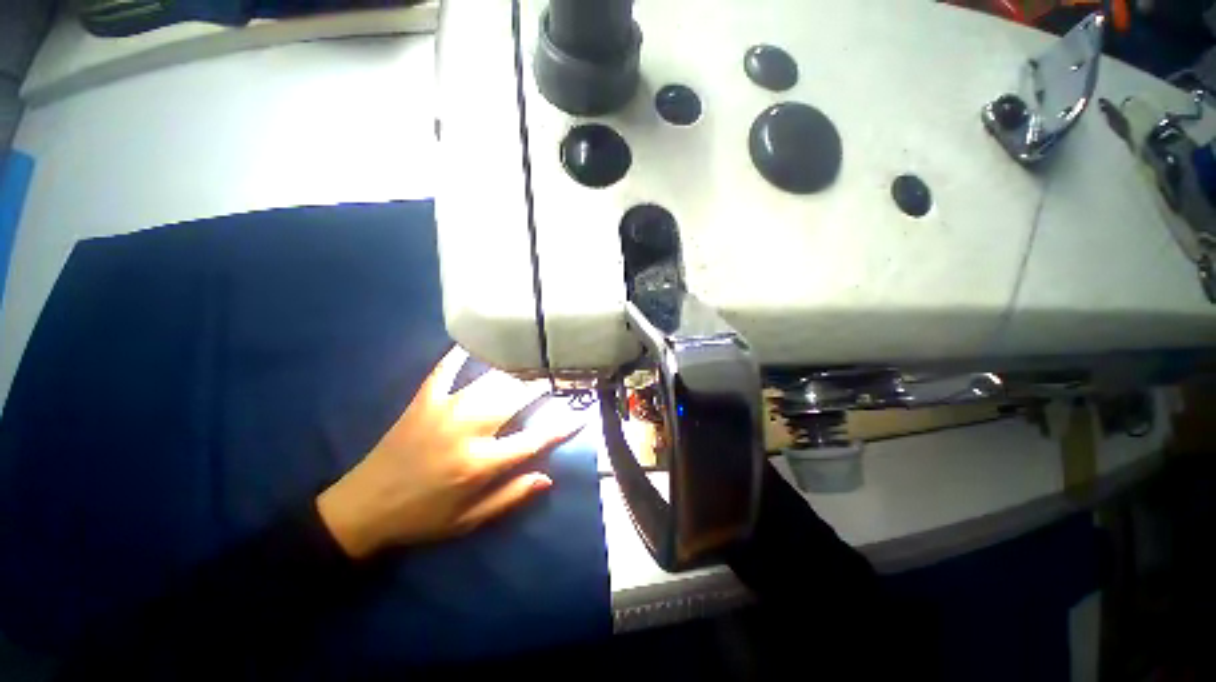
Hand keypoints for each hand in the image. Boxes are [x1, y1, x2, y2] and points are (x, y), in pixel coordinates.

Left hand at [316, 347, 581, 558]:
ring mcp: (442, 411)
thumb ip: (511, 497)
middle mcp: (466, 431)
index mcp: (479, 464)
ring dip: (515, 369)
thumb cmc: (422, 519)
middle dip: (541, 384)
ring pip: (488, 381)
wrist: (362, 508)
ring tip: (534, 359)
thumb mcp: (469, 521)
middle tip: (559, 374)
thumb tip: (548, 477)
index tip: (580, 413)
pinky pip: (445, 370)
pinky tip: (477, 341)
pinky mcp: (423, 401)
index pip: (532, 439)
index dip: (560, 426)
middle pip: (514, 398)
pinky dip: (461, 354)